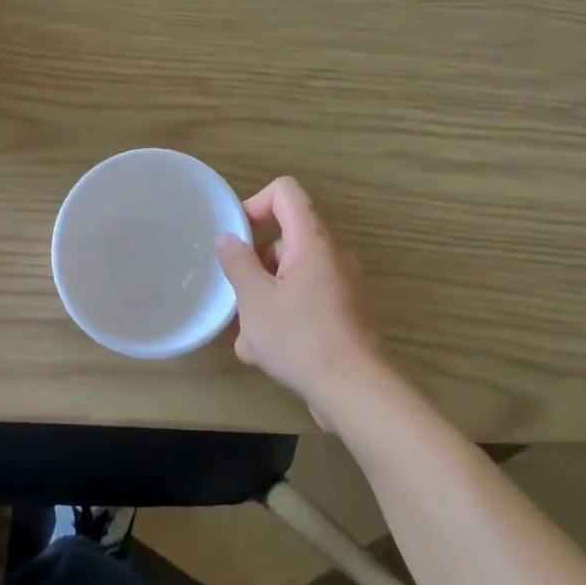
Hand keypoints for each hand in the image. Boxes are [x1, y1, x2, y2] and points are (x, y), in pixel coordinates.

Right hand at [215, 177, 389, 423]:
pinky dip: (286, 319)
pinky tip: (270, 355)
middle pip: (285, 240)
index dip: (255, 203)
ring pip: (292, 278)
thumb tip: (228, 238)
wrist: (357, 392)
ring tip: (251, 341)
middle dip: (256, 268)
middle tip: (241, 302)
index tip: (237, 237)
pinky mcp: (347, 315)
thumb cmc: (301, 339)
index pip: (286, 192)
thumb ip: (238, 263)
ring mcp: (344, 286)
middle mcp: (333, 256)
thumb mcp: (255, 300)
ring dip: (266, 301)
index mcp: (313, 241)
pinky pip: (308, 302)